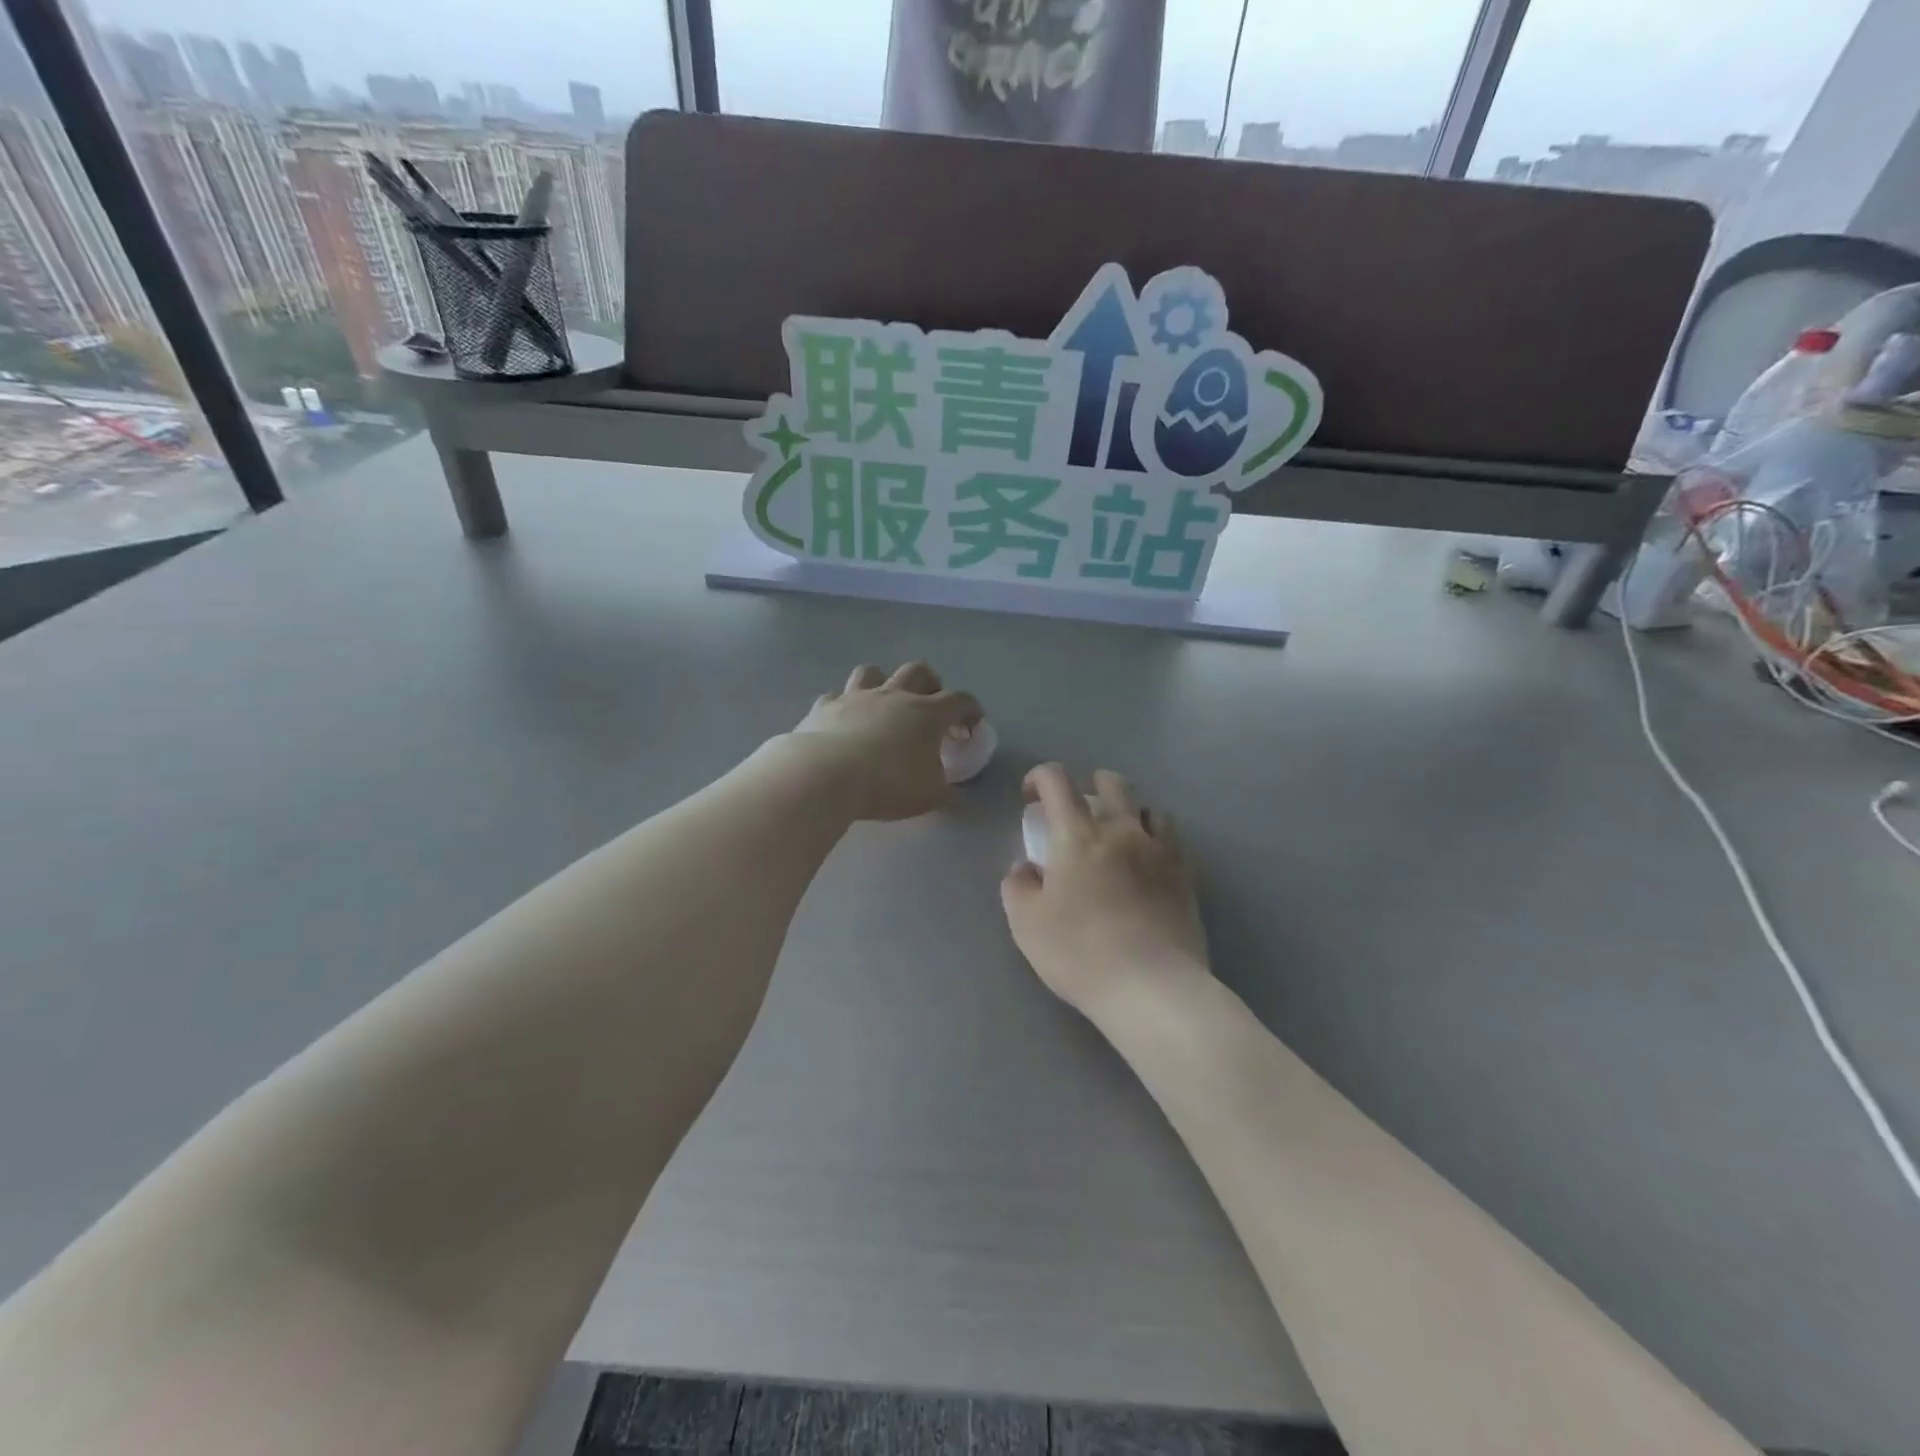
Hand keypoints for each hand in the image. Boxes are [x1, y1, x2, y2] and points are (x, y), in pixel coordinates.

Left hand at [786, 662, 982, 821]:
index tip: (972, 724)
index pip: (959, 701)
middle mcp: (894, 695)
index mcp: (927, 713)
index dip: (970, 710)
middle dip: (930, 683)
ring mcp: (856, 697)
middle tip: (930, 704)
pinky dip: (843, 705)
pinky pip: (835, 696)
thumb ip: (948, 792)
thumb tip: (956, 794)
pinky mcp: (825, 706)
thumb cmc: (888, 784)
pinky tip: (842, 720)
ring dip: (882, 682)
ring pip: (872, 672)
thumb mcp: (931, 797)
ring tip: (884, 702)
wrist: (826, 776)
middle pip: (918, 671)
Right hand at [1000, 764, 1209, 1017]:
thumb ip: (1018, 886)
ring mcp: (1159, 850)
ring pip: (1145, 805)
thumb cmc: (1080, 954)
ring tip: (1115, 835)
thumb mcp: (1027, 924)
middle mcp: (1121, 830)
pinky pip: (1170, 835)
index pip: (1056, 780)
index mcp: (1078, 835)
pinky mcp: (1184, 874)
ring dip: (1125, 810)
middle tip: (1075, 813)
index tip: (1030, 798)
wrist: (1152, 988)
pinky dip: (1153, 834)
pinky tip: (1146, 858)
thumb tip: (1026, 868)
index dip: (1039, 777)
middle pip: (1110, 782)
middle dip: (1088, 785)